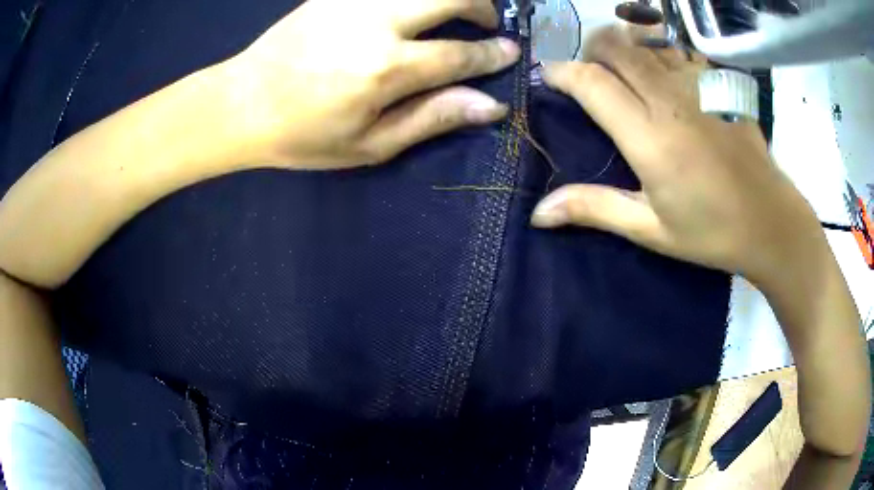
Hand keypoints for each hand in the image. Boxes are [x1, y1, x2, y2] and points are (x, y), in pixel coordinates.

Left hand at [221, 0, 519, 169]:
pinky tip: (412, 9)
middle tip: (487, 22)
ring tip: (455, 11)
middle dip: (482, 5)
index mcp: (386, 69)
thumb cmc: (303, 135)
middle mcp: (375, 23)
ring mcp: (352, 2)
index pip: (460, 54)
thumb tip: (491, 105)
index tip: (512, 52)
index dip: (493, 54)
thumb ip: (433, 118)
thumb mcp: (370, 145)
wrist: (241, 104)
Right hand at [530, 26, 822, 285]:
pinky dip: (659, 53)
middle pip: (614, 46)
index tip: (548, 78)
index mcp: (649, 137)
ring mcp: (697, 85)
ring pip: (644, 41)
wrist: (771, 222)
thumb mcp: (651, 229)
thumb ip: (595, 208)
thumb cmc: (712, 232)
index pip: (590, 81)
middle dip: (590, 52)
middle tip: (589, 77)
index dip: (561, 72)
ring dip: (624, 49)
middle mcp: (669, 98)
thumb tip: (539, 213)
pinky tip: (663, 76)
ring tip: (623, 74)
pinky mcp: (718, 84)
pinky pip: (677, 50)